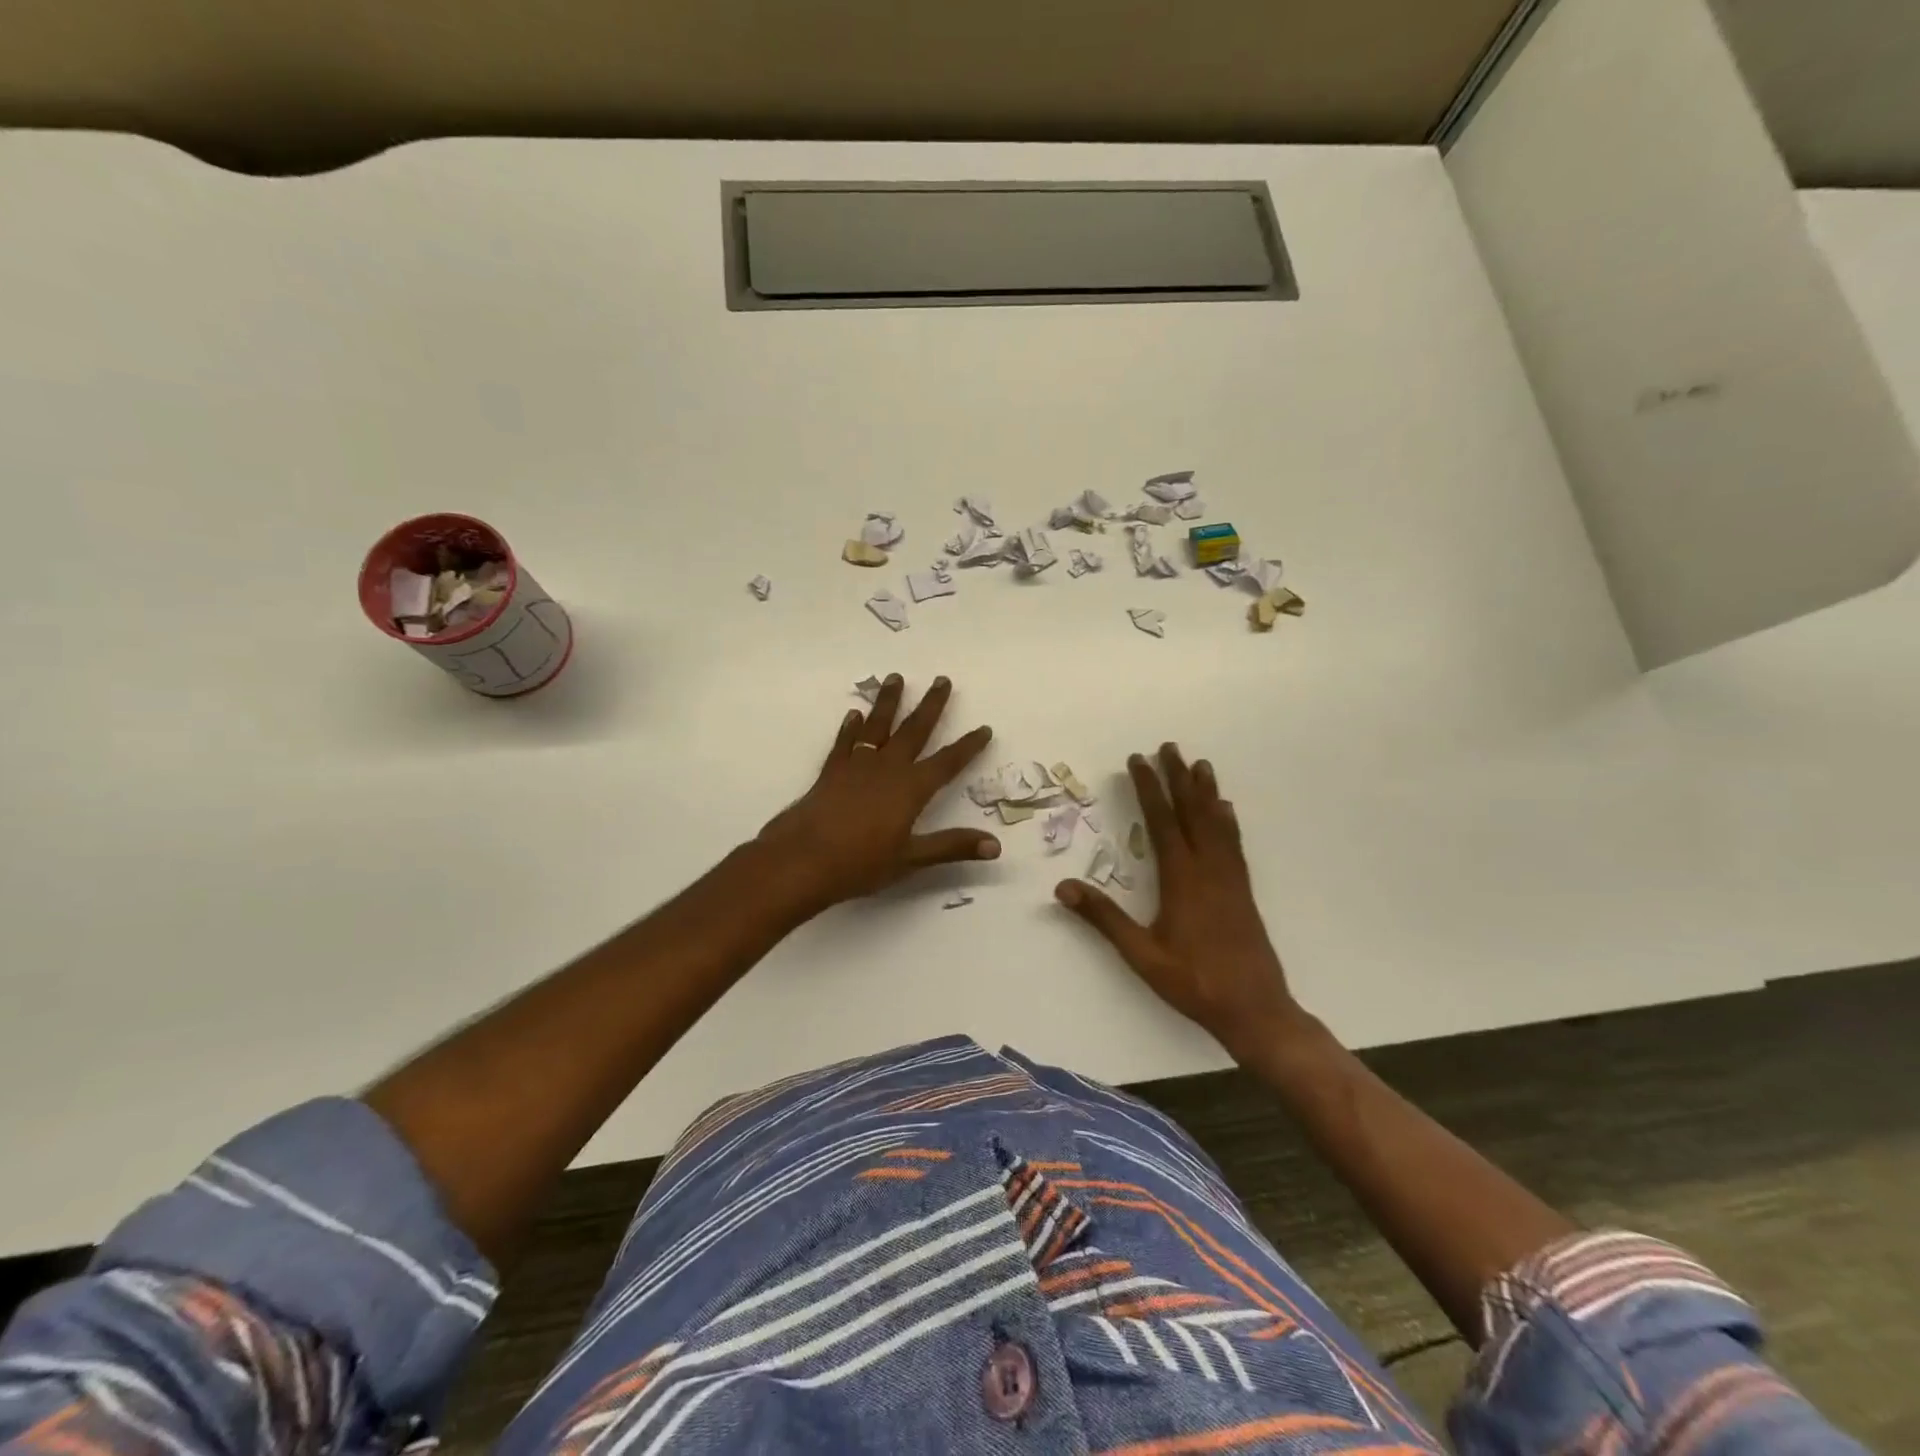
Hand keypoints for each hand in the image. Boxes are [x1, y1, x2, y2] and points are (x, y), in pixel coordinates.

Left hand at [757, 674, 999, 910]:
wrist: (803, 859)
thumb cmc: (860, 863)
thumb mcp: (911, 859)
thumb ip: (952, 846)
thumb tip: (995, 846)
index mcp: (911, 788)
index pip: (948, 762)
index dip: (968, 746)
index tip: (984, 728)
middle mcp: (888, 768)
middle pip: (914, 730)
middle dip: (931, 705)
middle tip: (942, 679)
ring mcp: (857, 765)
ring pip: (878, 725)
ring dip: (889, 701)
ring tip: (896, 677)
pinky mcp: (832, 771)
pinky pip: (846, 741)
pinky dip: (852, 727)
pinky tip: (855, 715)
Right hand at [1054, 744, 1305, 1063]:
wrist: (1255, 1009)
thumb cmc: (1194, 982)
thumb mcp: (1141, 954)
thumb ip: (1104, 919)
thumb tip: (1064, 888)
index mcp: (1183, 879)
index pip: (1162, 821)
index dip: (1149, 788)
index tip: (1139, 760)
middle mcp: (1209, 869)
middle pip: (1193, 812)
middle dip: (1179, 777)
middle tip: (1170, 747)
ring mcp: (1230, 878)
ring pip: (1217, 823)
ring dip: (1207, 792)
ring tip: (1201, 765)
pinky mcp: (1243, 890)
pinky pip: (1234, 844)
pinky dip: (1228, 821)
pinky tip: (1227, 811)